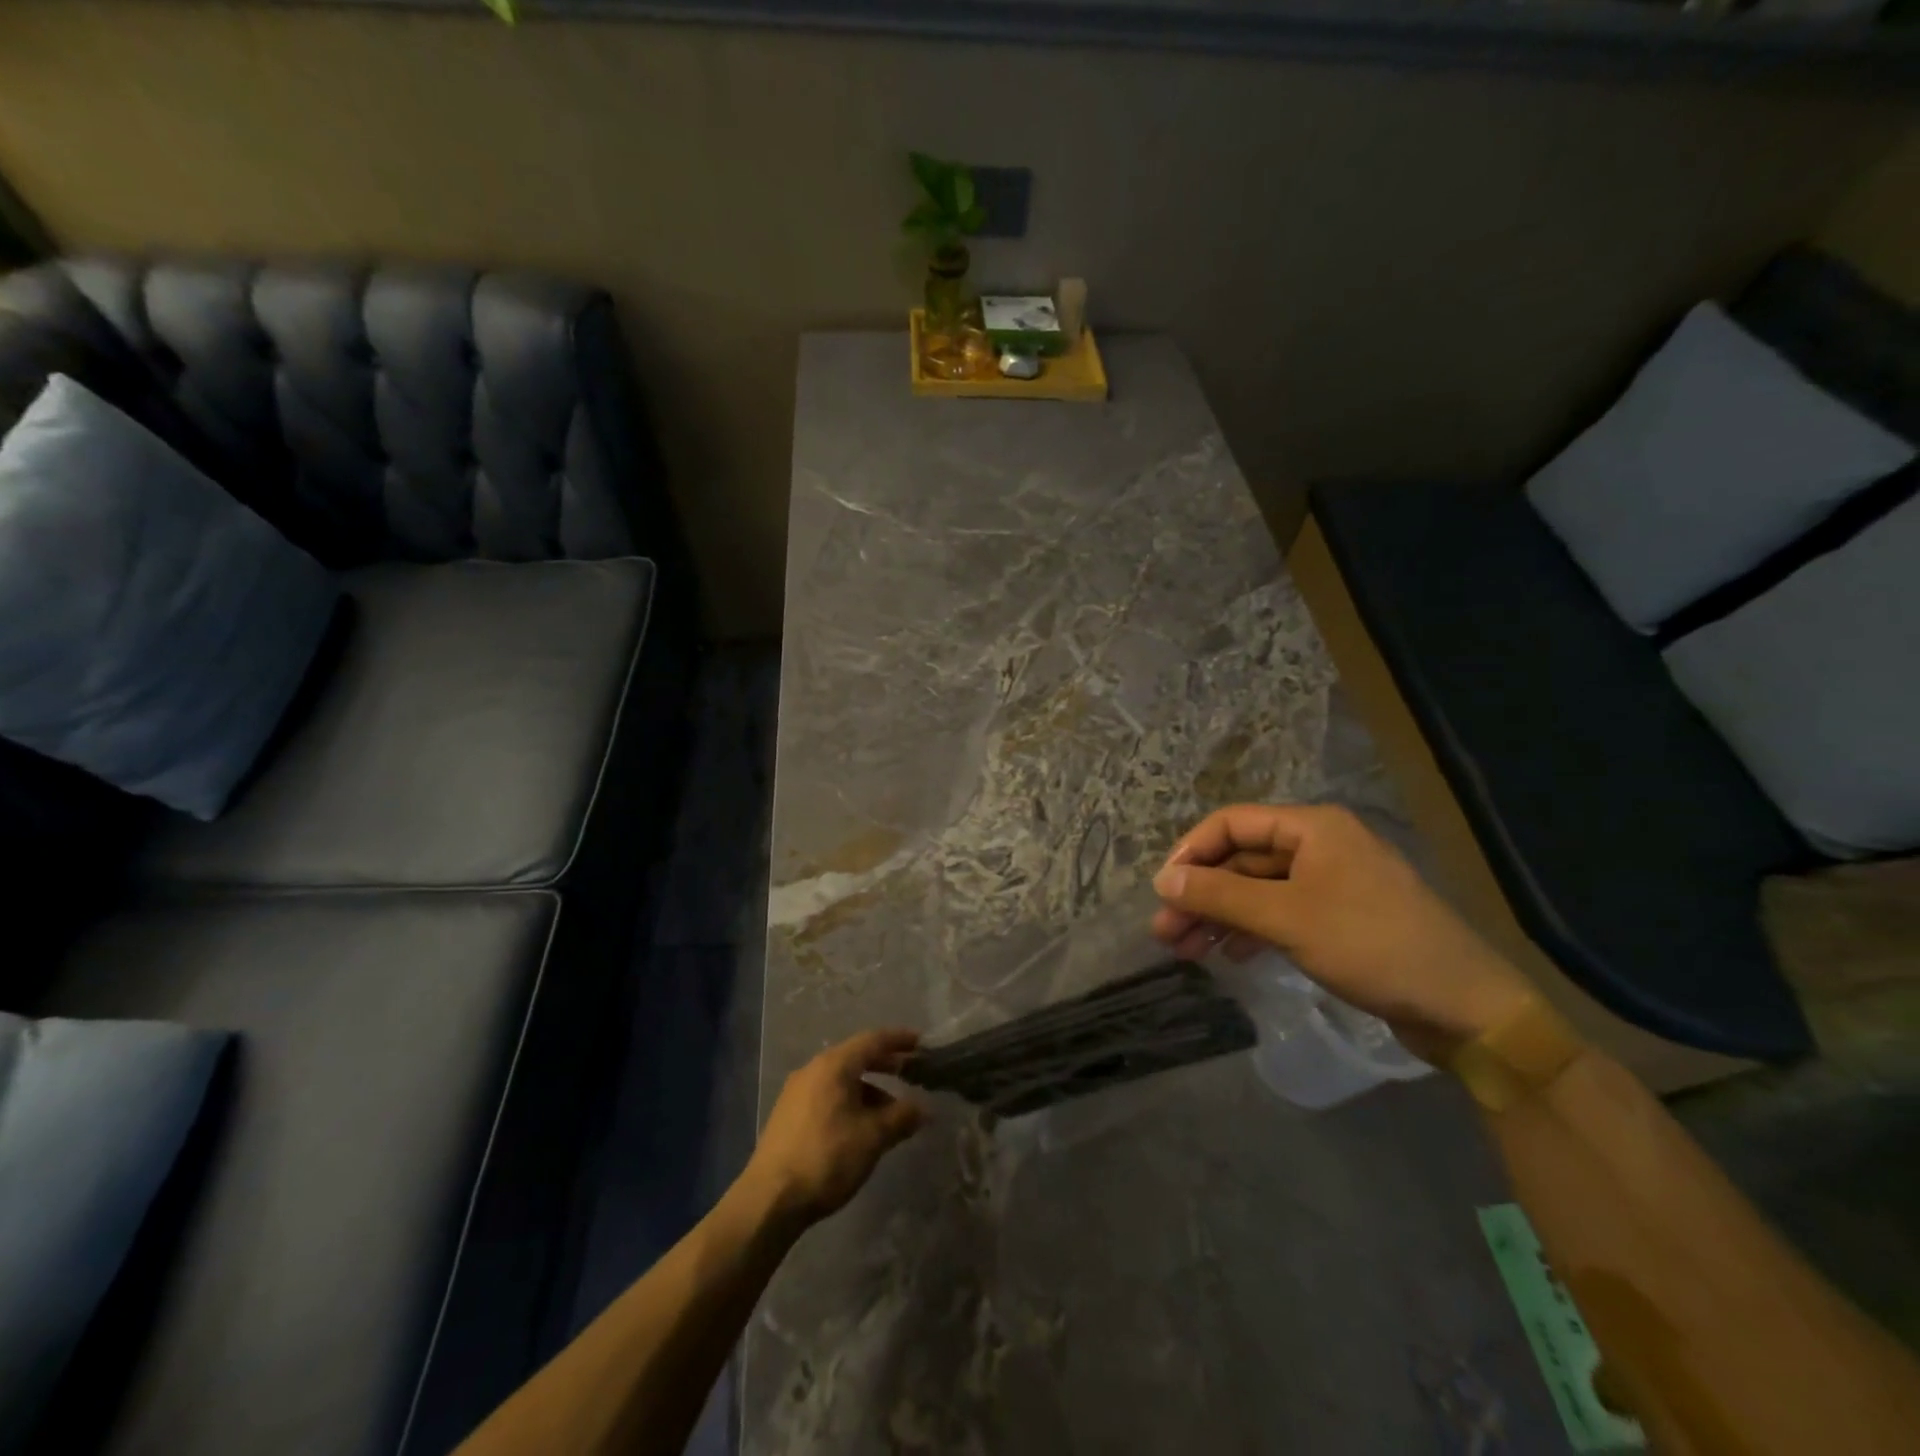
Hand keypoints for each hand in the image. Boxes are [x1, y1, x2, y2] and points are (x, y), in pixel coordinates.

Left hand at [743, 1029, 924, 1227]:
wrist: (769, 1200)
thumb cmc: (826, 1158)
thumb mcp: (872, 1138)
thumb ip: (901, 1117)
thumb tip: (924, 1109)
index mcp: (834, 1065)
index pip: (873, 1040)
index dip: (899, 1039)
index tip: (921, 1043)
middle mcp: (813, 1069)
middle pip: (856, 1057)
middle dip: (885, 1064)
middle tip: (911, 1073)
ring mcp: (797, 1092)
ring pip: (841, 1079)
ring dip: (869, 1089)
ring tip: (890, 1112)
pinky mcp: (788, 1115)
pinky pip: (827, 1095)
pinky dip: (850, 1101)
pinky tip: (861, 1127)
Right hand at [1151, 804, 1533, 1058]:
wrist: (1463, 1006)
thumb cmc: (1370, 945)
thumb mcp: (1286, 918)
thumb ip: (1220, 895)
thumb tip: (1162, 880)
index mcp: (1311, 827)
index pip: (1231, 823)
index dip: (1190, 853)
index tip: (1162, 892)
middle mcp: (1319, 845)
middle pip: (1241, 858)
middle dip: (1201, 893)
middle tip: (1165, 933)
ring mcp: (1331, 882)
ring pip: (1257, 889)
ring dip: (1220, 916)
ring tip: (1186, 951)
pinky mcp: (1339, 917)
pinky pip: (1280, 912)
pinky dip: (1251, 930)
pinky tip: (1231, 955)